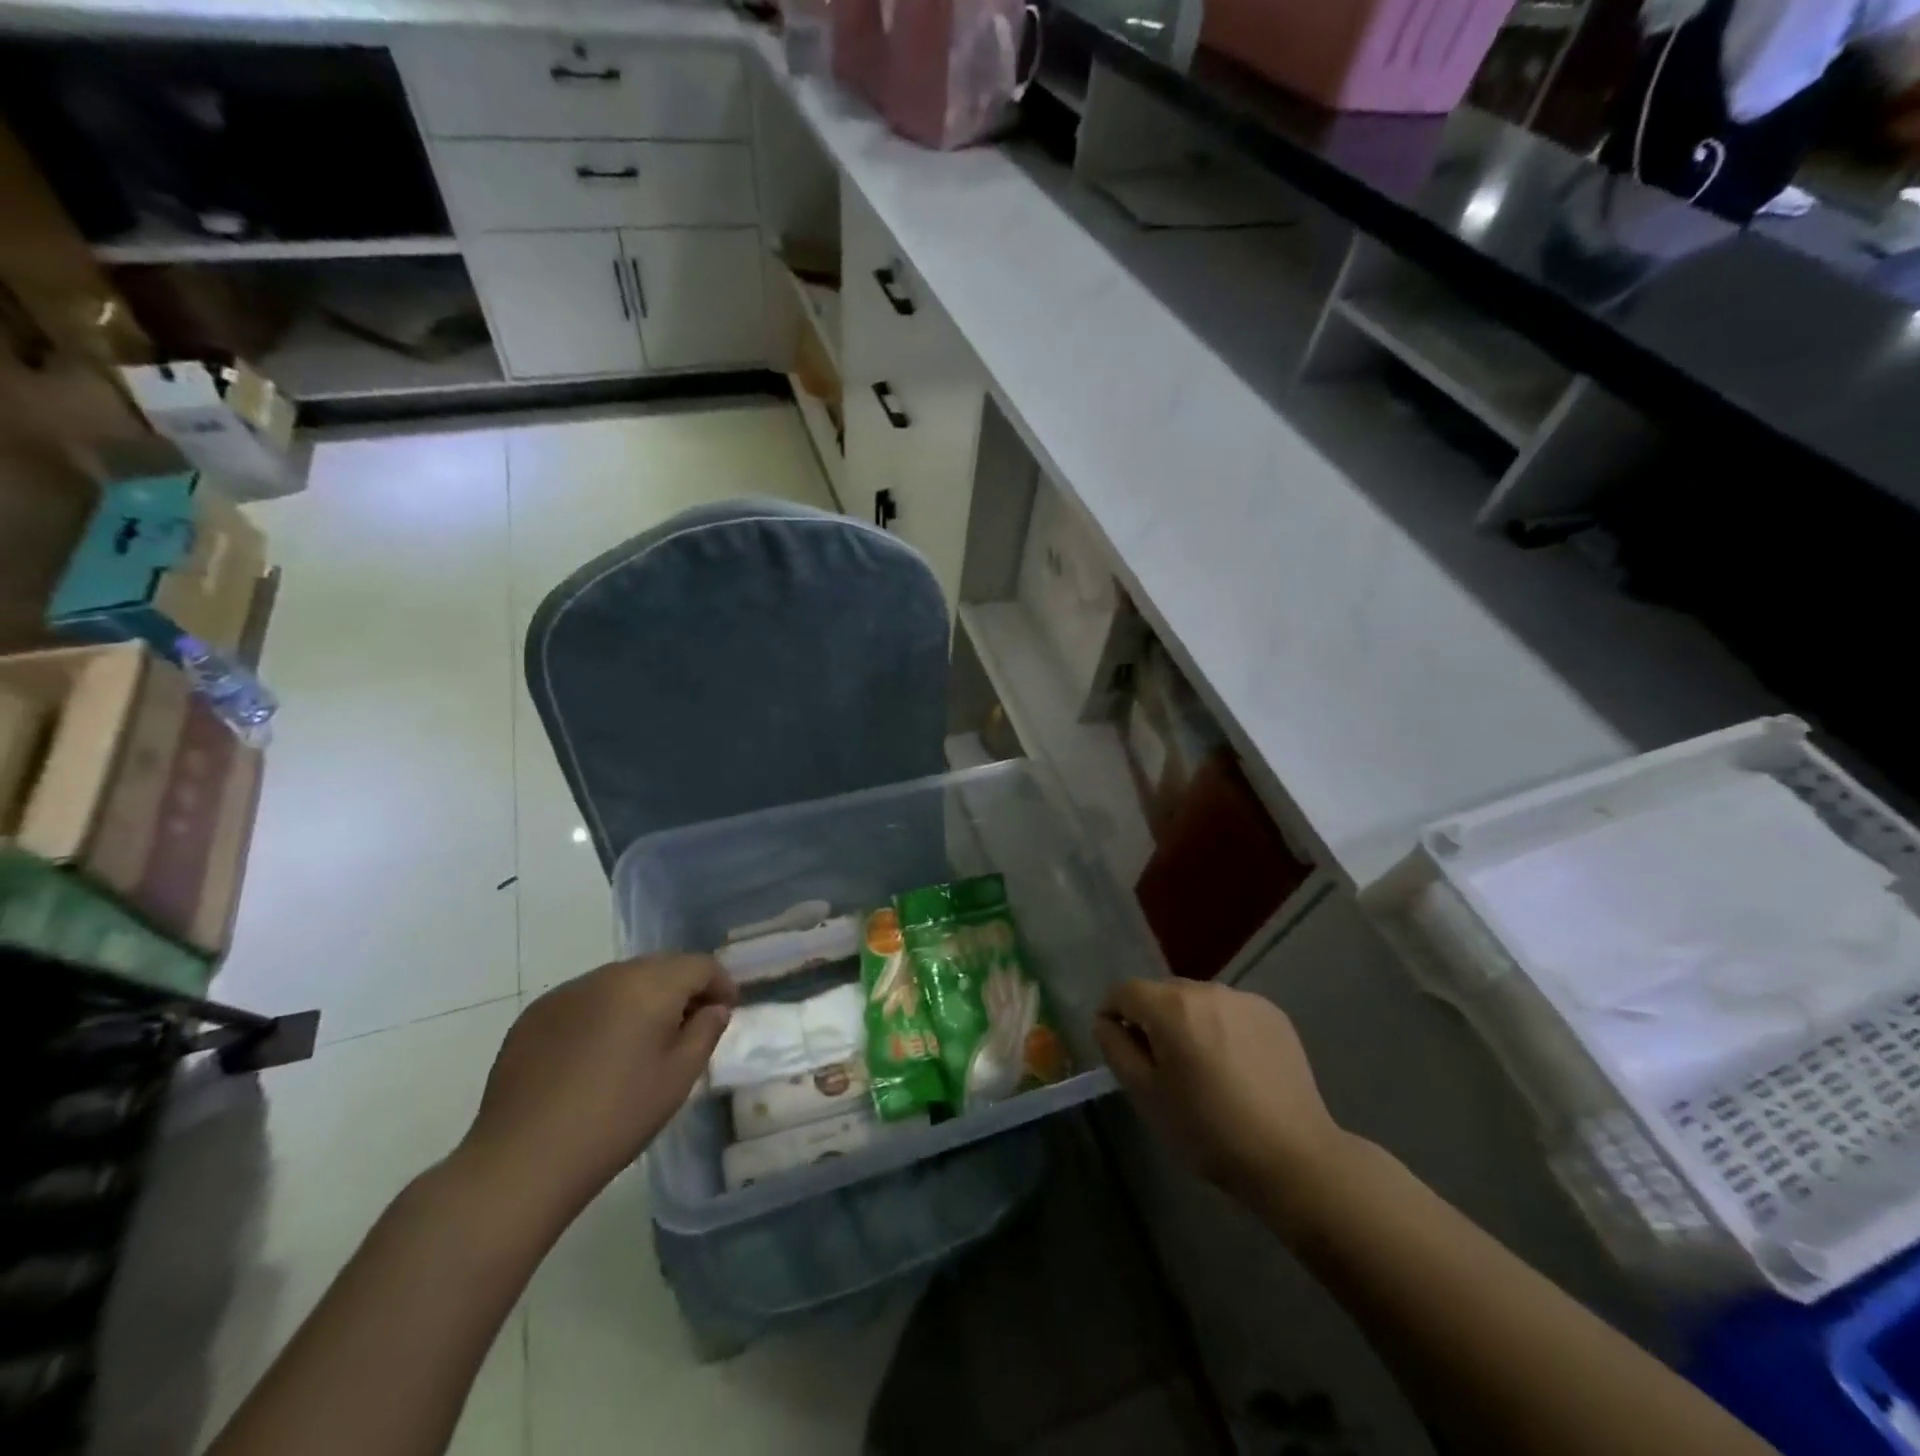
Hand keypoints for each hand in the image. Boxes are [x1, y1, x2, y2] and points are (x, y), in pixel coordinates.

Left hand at [455, 955, 735, 1218]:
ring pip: (620, 981)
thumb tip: (714, 1008)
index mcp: (649, 984)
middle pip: (660, 967)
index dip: (721, 984)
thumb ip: (705, 1031)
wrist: (522, 1161)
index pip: (699, 965)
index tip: (725, 1012)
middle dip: (682, 989)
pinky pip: (585, 1000)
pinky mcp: (535, 1015)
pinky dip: (603, 1013)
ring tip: (642, 1042)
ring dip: (641, 999)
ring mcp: (567, 992)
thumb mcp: (678, 1077)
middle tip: (689, 1027)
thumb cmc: (616, 1118)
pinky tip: (597, 1054)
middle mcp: (609, 975)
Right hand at [1095, 978, 1351, 1227]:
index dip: (1112, 1014)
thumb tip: (1106, 1021)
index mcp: (1171, 1007)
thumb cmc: (1209, 1131)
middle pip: (1162, 993)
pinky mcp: (1274, 1014)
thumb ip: (1117, 1049)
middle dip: (1152, 1020)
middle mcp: (1207, 989)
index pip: (1124, 991)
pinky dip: (1221, 1028)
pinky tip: (1235, 1067)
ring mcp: (1244, 999)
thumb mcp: (1147, 1096)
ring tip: (1202, 1068)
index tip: (1118, 1048)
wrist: (1294, 1158)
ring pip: (1197, 1001)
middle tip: (1161, 1066)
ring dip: (1188, 1023)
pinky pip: (1230, 1010)